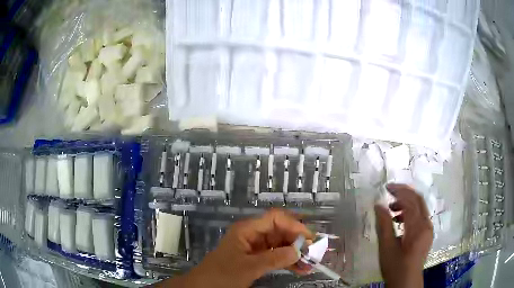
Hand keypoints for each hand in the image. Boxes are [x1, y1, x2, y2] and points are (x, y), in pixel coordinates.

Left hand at [159, 209, 312, 287]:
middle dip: (297, 241)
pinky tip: (300, 269)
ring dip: (295, 253)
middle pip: (280, 231)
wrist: (205, 286)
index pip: (275, 219)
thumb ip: (274, 259)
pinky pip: (276, 256)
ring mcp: (255, 247)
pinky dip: (288, 262)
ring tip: (310, 264)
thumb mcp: (248, 267)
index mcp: (247, 230)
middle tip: (313, 253)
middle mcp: (253, 235)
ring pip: (280, 245)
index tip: (308, 238)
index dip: (293, 225)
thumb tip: (299, 251)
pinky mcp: (256, 259)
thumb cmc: (222, 274)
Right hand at [374, 184, 432, 287]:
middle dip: (404, 192)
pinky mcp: (427, 234)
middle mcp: (427, 224)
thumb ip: (384, 224)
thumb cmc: (395, 266)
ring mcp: (428, 229)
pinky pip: (421, 216)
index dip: (399, 191)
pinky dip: (411, 213)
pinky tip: (399, 221)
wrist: (406, 282)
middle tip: (390, 192)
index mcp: (418, 227)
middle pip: (418, 200)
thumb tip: (378, 205)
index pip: (411, 201)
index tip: (386, 188)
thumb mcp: (386, 247)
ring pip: (420, 207)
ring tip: (392, 210)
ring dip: (407, 203)